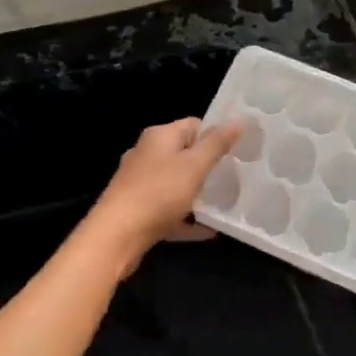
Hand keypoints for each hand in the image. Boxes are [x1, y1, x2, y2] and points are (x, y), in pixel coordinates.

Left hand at [88, 117, 244, 266]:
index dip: (215, 135)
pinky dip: (187, 217)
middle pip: (184, 154)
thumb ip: (217, 143)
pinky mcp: (138, 210)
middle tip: (233, 178)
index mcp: (159, 137)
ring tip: (223, 203)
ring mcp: (140, 183)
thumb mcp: (195, 165)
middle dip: (208, 166)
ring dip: (197, 193)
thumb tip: (238, 120)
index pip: (194, 125)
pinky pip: (169, 210)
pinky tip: (207, 230)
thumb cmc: (159, 193)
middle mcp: (146, 154)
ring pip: (176, 183)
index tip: (237, 152)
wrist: (117, 236)